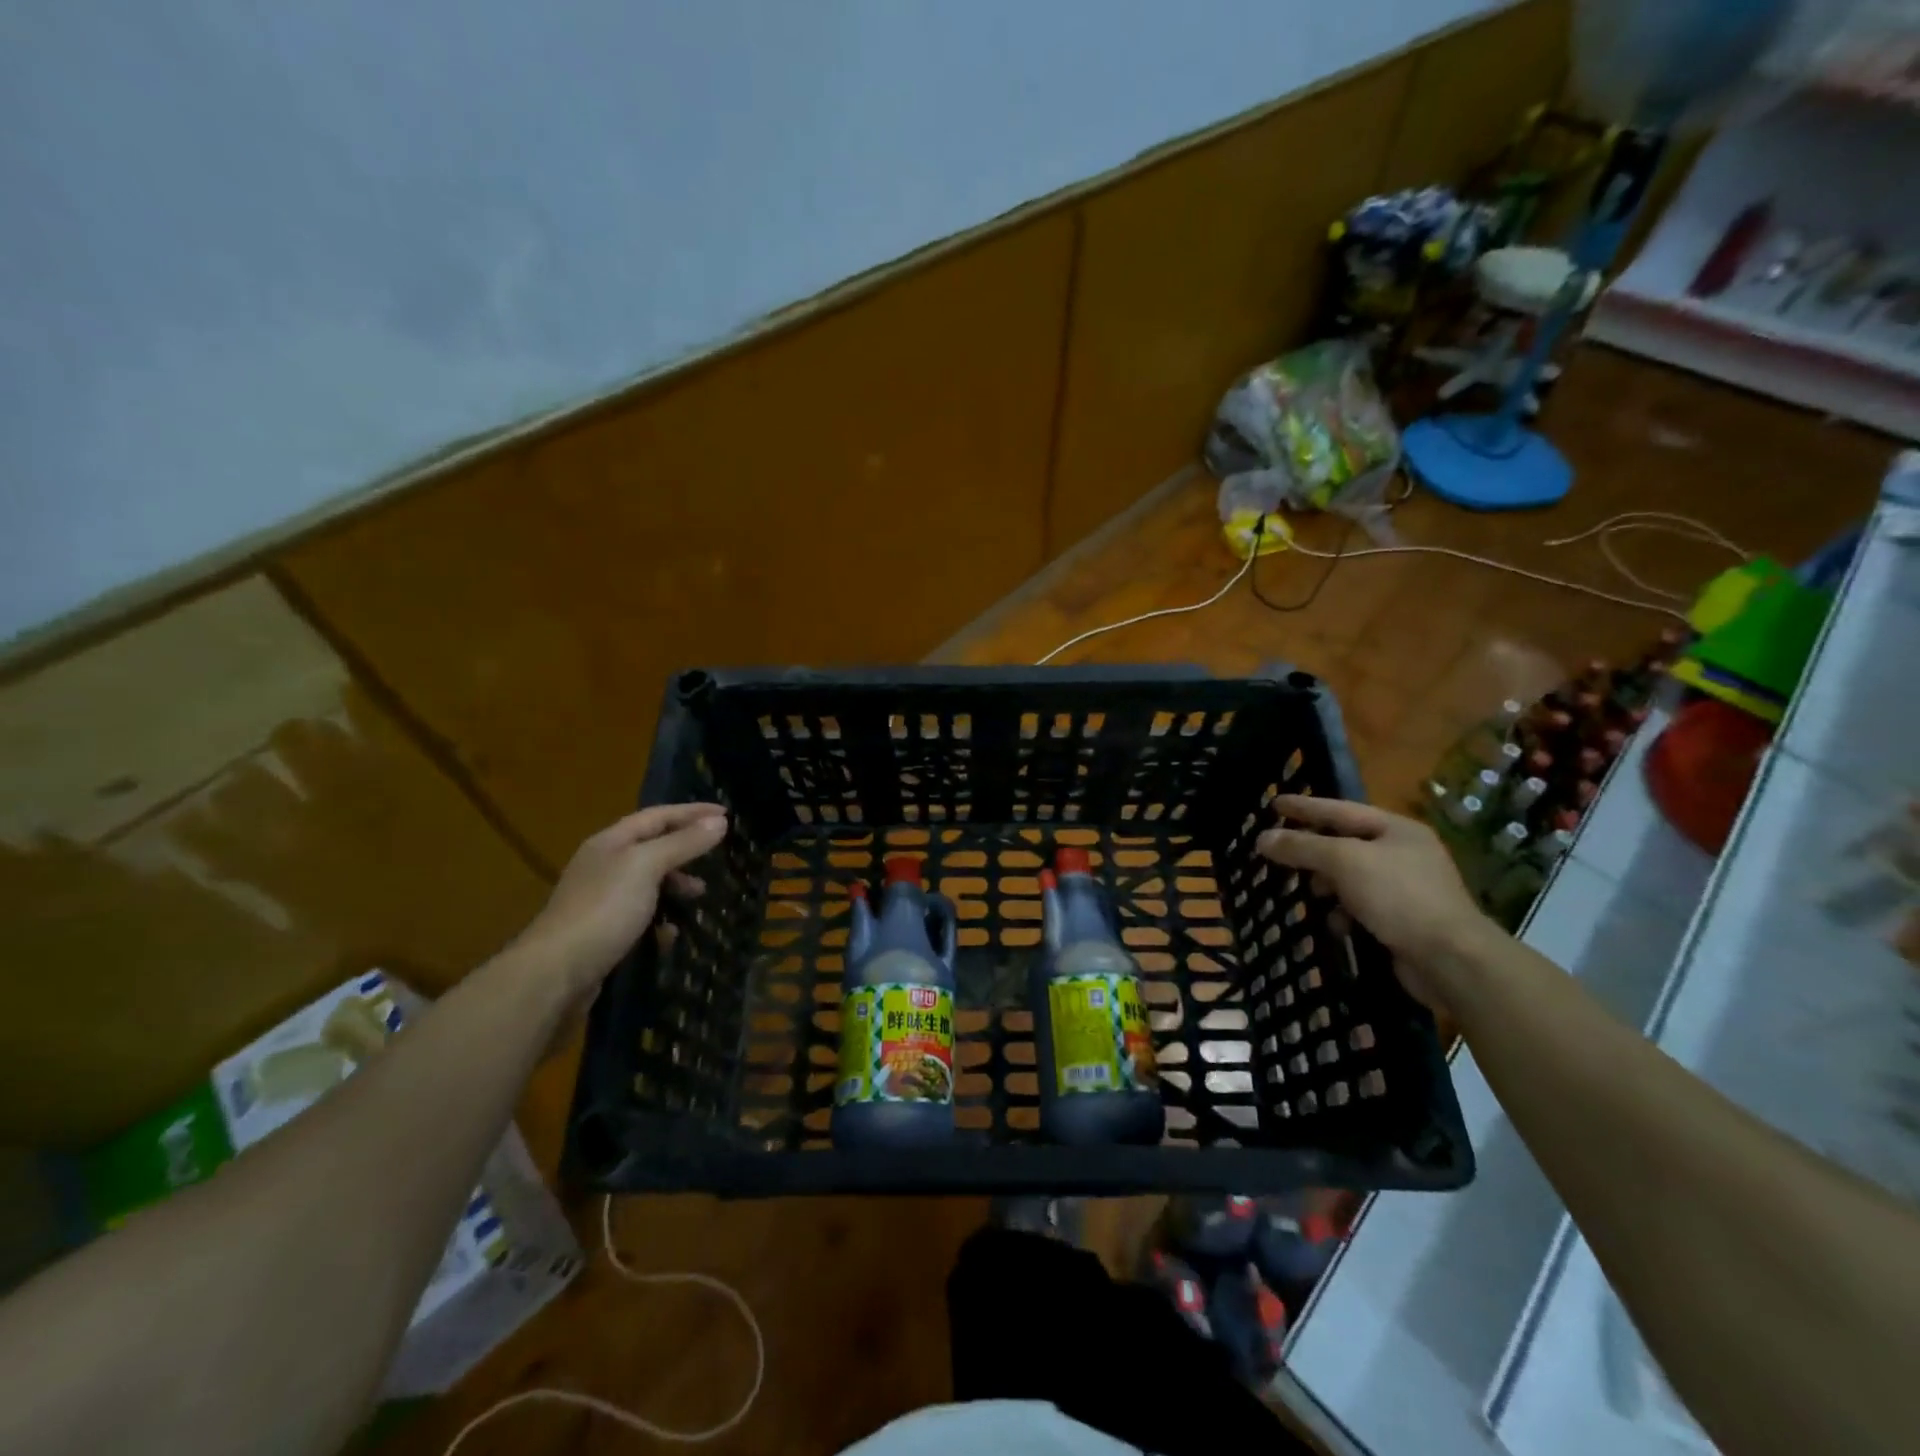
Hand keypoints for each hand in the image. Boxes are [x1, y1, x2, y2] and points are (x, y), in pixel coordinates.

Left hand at [519, 803, 728, 993]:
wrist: (555, 972)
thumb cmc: (604, 909)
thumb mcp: (647, 867)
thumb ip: (683, 843)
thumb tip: (719, 822)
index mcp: (611, 842)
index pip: (658, 816)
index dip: (692, 812)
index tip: (727, 814)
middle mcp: (604, 865)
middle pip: (653, 847)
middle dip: (686, 849)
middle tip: (717, 856)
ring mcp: (602, 899)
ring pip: (649, 882)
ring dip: (676, 885)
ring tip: (699, 895)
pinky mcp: (603, 932)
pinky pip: (641, 915)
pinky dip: (661, 918)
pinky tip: (671, 932)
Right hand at [1256, 794, 1499, 1015]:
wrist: (1451, 960)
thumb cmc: (1398, 896)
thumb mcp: (1344, 862)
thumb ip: (1302, 847)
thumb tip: (1263, 838)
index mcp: (1397, 829)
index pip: (1340, 810)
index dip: (1305, 806)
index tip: (1273, 802)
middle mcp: (1404, 853)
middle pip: (1345, 843)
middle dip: (1312, 850)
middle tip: (1278, 851)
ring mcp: (1407, 888)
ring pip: (1351, 877)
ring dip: (1327, 885)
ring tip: (1307, 893)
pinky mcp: (1404, 921)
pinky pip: (1361, 906)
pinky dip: (1343, 912)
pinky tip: (1334, 923)